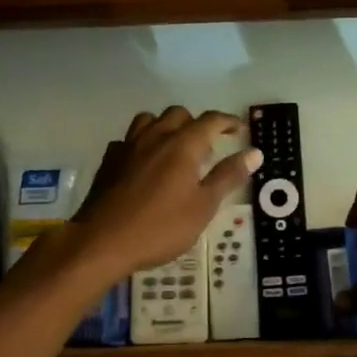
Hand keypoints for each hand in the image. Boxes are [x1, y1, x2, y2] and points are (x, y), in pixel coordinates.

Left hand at [68, 108, 259, 278]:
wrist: (102, 242)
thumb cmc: (160, 227)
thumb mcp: (203, 206)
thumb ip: (228, 176)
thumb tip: (255, 152)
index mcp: (183, 145)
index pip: (210, 121)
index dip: (227, 121)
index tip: (238, 128)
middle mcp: (156, 137)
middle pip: (178, 114)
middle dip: (196, 123)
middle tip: (207, 145)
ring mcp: (128, 146)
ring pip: (150, 120)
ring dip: (166, 126)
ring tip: (174, 148)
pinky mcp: (109, 161)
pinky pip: (128, 139)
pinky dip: (141, 143)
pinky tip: (144, 163)